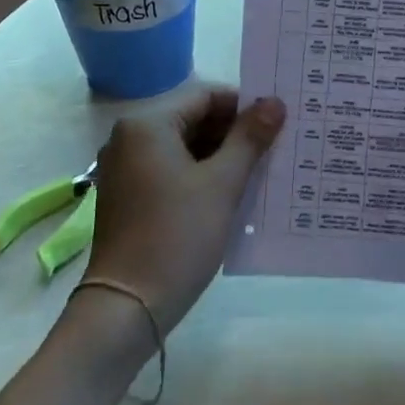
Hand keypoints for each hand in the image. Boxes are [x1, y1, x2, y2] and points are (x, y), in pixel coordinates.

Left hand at [83, 88, 285, 337]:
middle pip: (194, 120)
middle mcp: (130, 138)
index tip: (278, 122)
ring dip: (221, 157)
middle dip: (235, 133)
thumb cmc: (177, 236)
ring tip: (262, 171)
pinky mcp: (129, 196)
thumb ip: (250, 138)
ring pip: (184, 148)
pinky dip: (201, 176)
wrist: (127, 308)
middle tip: (276, 146)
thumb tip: (275, 101)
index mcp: (147, 124)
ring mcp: (126, 169)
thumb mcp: (222, 184)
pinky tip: (232, 193)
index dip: (244, 106)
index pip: (206, 96)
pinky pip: (172, 171)